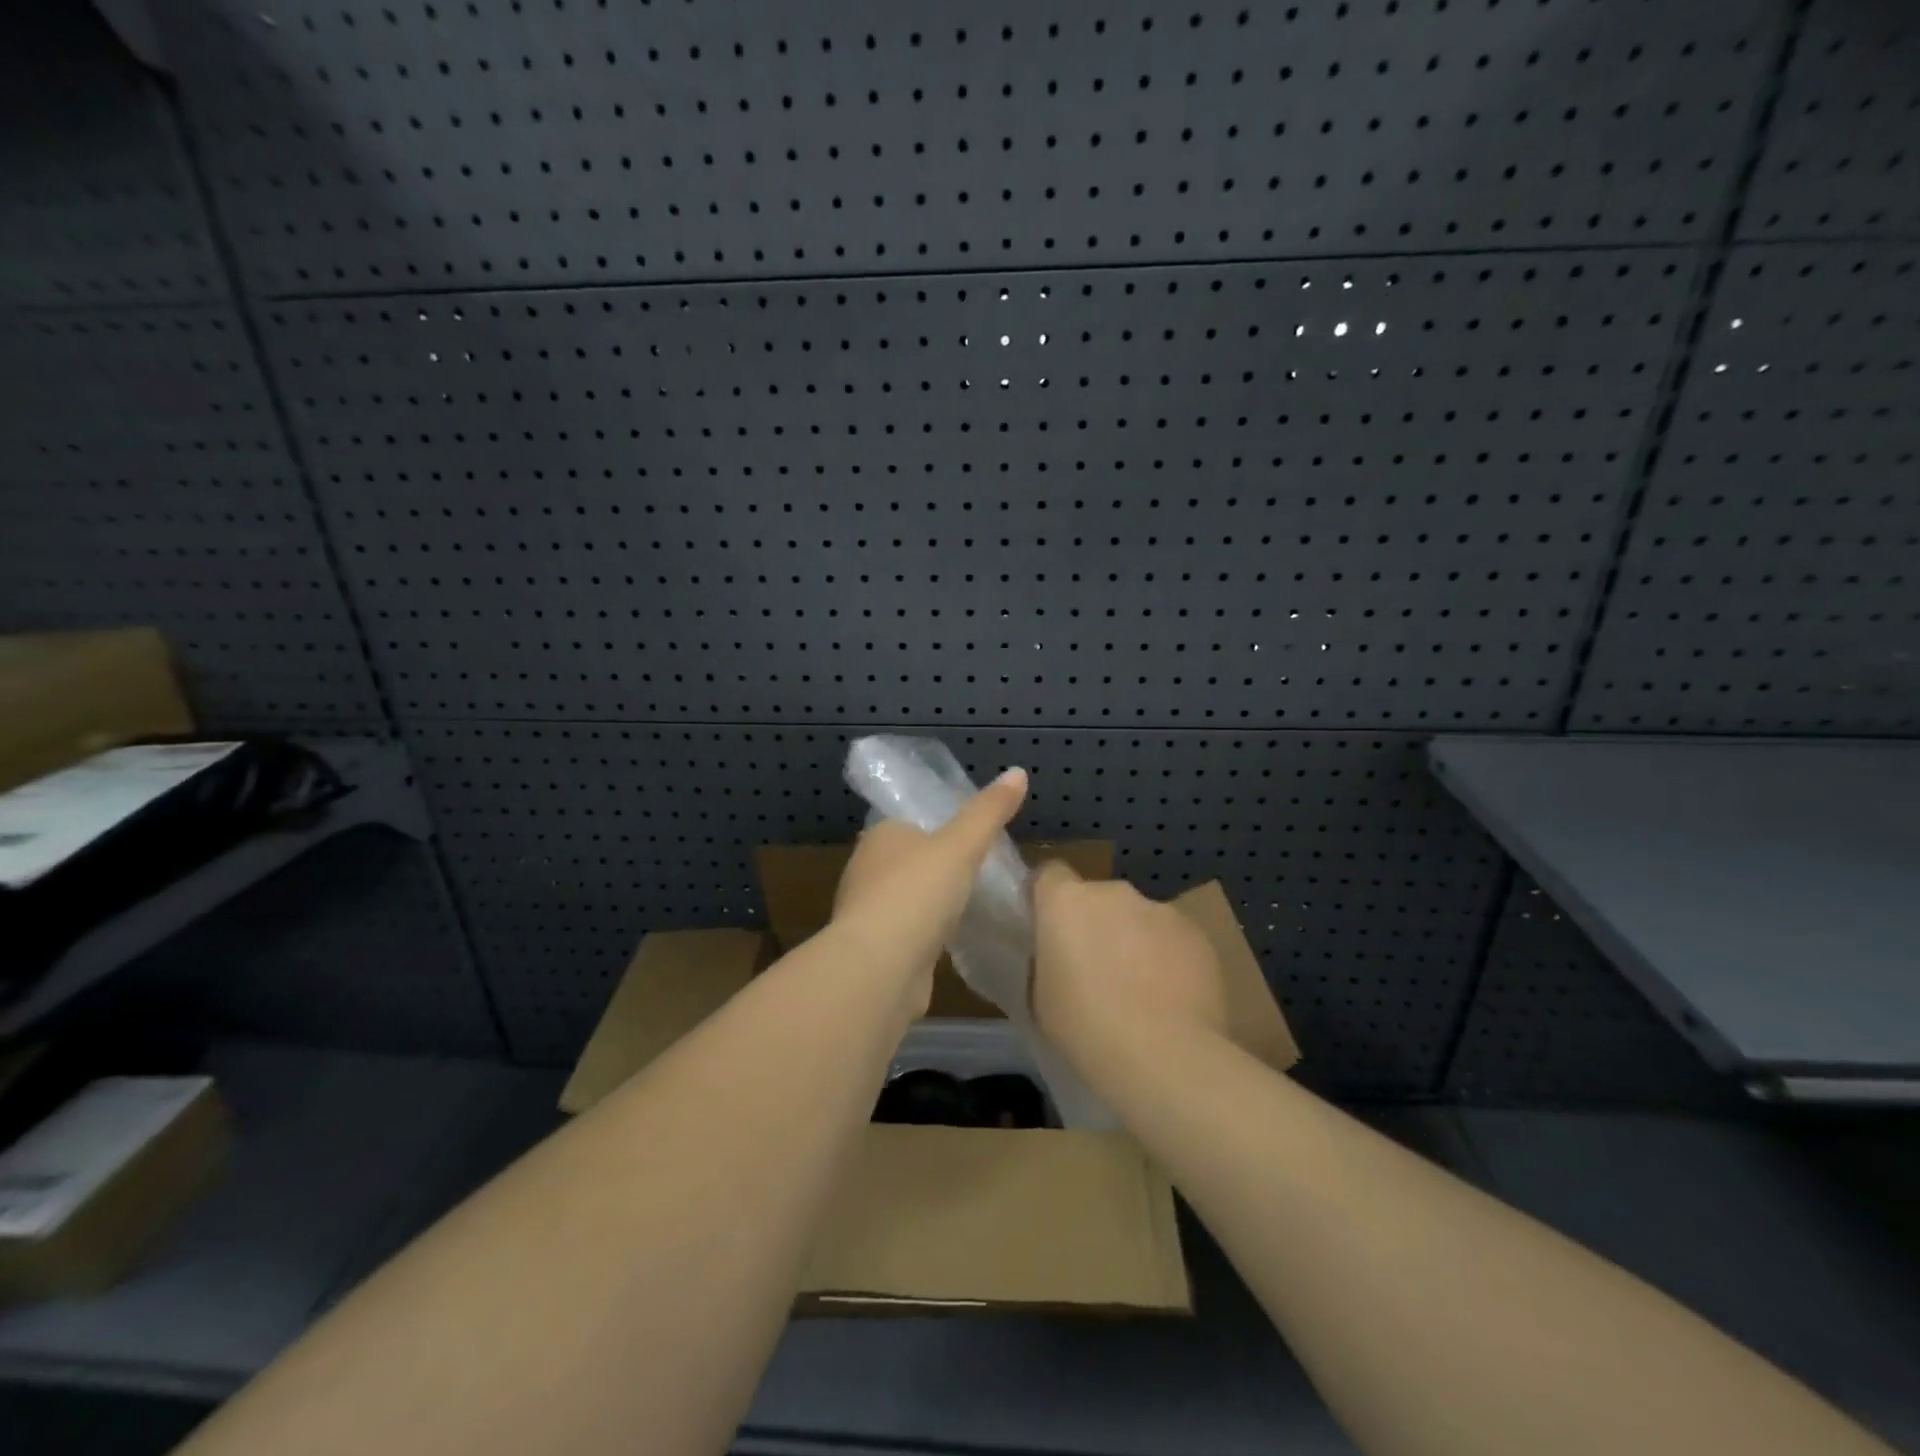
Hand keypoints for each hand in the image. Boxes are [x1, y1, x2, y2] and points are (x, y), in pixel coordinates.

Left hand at [832, 768, 1027, 1016]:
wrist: (880, 969)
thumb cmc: (917, 893)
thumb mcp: (961, 845)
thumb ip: (988, 812)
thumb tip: (1018, 772)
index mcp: (880, 837)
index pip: (911, 823)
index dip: (940, 829)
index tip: (973, 839)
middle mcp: (867, 870)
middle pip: (910, 861)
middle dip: (938, 868)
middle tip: (981, 872)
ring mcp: (869, 914)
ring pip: (909, 899)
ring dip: (933, 903)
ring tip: (973, 905)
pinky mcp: (877, 951)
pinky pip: (910, 933)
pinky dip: (929, 934)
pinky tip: (953, 940)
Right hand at [1032, 862, 1229, 1071]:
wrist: (1164, 1055)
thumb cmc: (1085, 1027)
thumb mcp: (1040, 998)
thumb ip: (1046, 962)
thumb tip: (1058, 958)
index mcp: (1066, 900)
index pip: (1049, 874)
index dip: (1048, 897)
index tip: (1049, 929)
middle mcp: (1113, 892)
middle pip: (1097, 898)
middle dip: (1096, 925)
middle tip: (1096, 971)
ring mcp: (1160, 908)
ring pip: (1138, 918)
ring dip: (1134, 941)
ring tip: (1140, 991)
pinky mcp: (1197, 932)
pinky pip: (1172, 938)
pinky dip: (1168, 958)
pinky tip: (1171, 998)